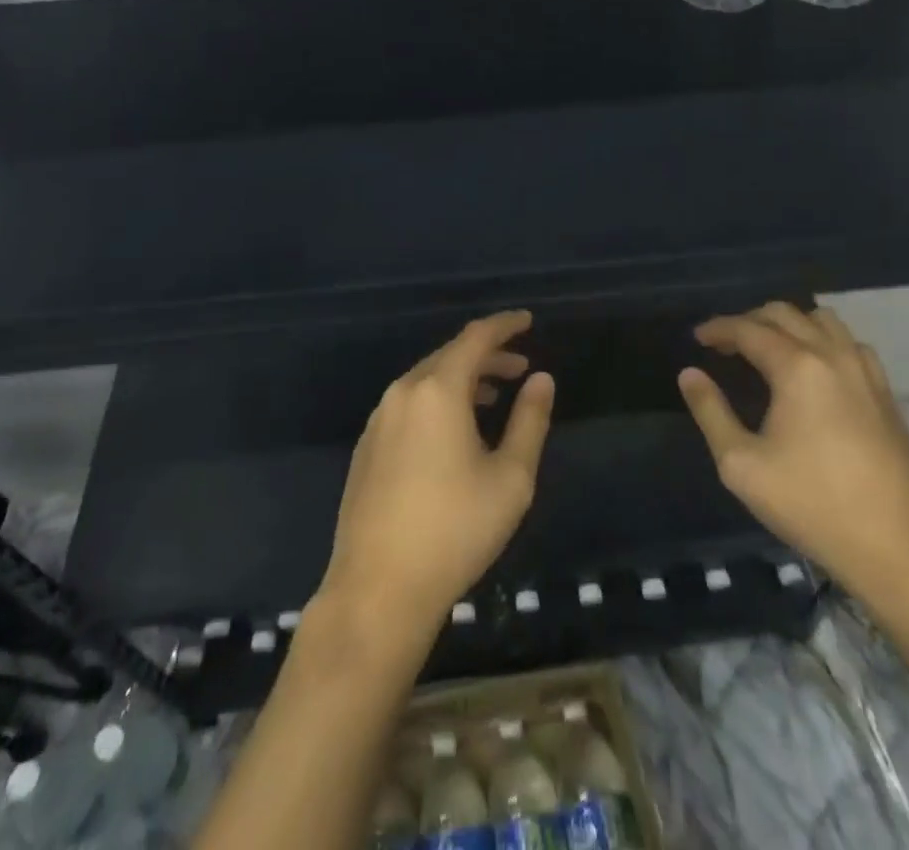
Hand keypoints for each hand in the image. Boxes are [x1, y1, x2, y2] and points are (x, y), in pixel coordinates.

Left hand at [320, 311, 554, 636]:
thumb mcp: (510, 477)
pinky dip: (438, 401)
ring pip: (427, 381)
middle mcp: (403, 392)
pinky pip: (409, 404)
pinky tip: (454, 431)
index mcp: (438, 390)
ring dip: (463, 380)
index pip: (475, 337)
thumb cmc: (455, 530)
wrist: (378, 587)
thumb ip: (530, 420)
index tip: (528, 321)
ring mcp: (379, 419)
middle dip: (487, 356)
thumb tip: (542, 380)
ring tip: (494, 397)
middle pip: (450, 356)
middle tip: (521, 367)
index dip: (505, 325)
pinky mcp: (367, 446)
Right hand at [679, 302, 908, 604]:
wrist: (901, 550)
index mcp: (797, 368)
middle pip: (785, 314)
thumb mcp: (742, 465)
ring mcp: (866, 373)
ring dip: (789, 324)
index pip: (748, 329)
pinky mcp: (886, 394)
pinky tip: (814, 369)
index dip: (718, 328)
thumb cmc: (813, 505)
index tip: (697, 337)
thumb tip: (689, 374)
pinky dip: (823, 340)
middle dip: (749, 320)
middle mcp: (833, 356)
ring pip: (823, 321)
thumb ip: (711, 412)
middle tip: (725, 344)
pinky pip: (850, 344)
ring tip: (768, 348)